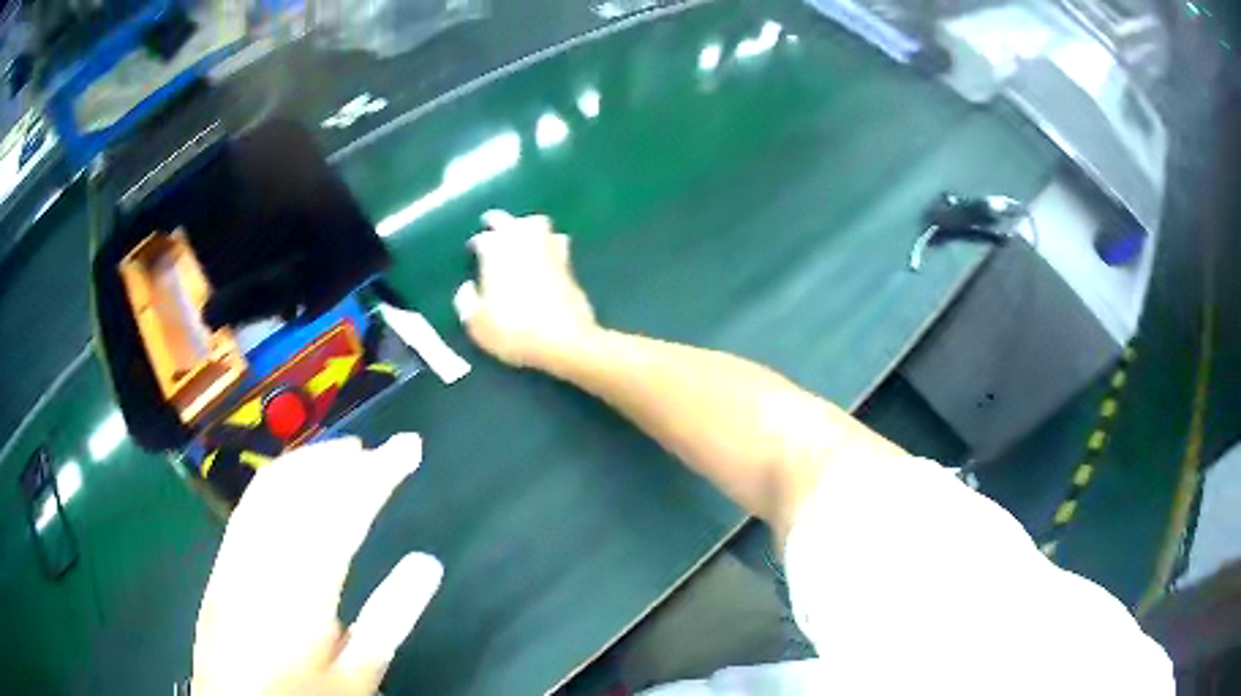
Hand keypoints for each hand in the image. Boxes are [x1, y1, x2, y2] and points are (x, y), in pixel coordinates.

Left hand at [192, 435, 441, 695]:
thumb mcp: (357, 676)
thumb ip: (390, 619)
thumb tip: (426, 562)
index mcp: (301, 596)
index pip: (342, 516)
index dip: (376, 476)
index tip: (407, 447)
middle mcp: (261, 564)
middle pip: (300, 491)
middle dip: (340, 460)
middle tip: (377, 448)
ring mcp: (234, 558)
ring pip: (269, 489)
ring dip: (306, 462)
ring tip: (341, 454)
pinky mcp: (221, 562)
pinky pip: (248, 504)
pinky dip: (276, 480)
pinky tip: (293, 480)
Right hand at [454, 211, 598, 369]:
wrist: (565, 340)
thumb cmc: (514, 331)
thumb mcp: (477, 325)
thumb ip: (467, 302)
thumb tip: (467, 288)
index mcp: (496, 254)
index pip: (483, 239)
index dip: (477, 243)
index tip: (473, 249)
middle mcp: (522, 244)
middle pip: (509, 221)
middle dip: (498, 221)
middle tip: (492, 223)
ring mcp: (548, 250)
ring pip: (537, 223)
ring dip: (526, 224)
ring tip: (521, 231)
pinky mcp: (569, 264)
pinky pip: (558, 240)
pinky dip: (549, 240)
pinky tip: (548, 249)